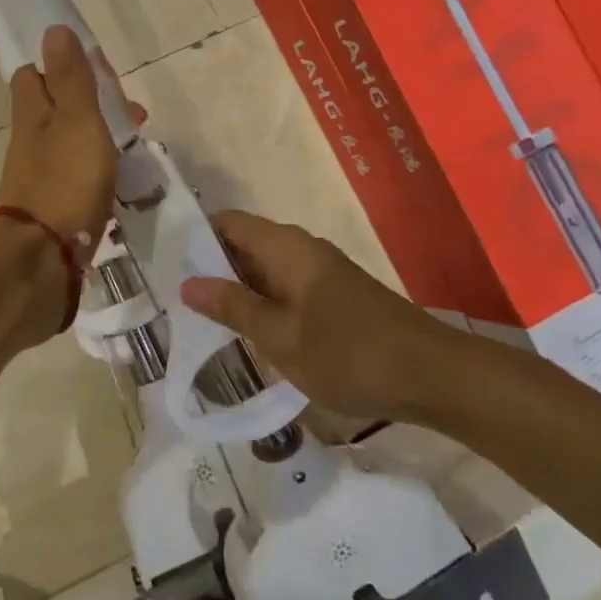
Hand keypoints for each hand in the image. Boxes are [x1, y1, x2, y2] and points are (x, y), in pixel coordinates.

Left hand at [0, 25, 140, 256]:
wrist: (43, 258)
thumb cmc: (64, 182)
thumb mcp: (76, 121)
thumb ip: (70, 79)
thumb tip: (53, 29)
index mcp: (32, 114)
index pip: (34, 75)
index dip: (62, 66)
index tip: (98, 72)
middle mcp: (30, 141)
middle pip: (55, 109)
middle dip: (90, 104)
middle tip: (131, 115)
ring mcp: (39, 176)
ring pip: (68, 142)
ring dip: (98, 137)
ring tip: (135, 147)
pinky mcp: (52, 206)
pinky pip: (75, 175)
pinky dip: (96, 169)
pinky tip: (120, 181)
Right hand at [178, 210, 457, 420]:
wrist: (434, 377)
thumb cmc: (349, 353)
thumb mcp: (280, 336)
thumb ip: (233, 307)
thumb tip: (187, 283)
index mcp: (286, 248)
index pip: (229, 223)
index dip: (196, 236)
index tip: (166, 261)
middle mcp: (302, 250)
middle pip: (246, 244)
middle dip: (212, 267)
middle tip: (176, 298)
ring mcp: (322, 274)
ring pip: (266, 270)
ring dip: (238, 290)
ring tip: (203, 318)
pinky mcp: (336, 297)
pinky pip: (286, 289)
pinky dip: (264, 304)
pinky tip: (250, 332)